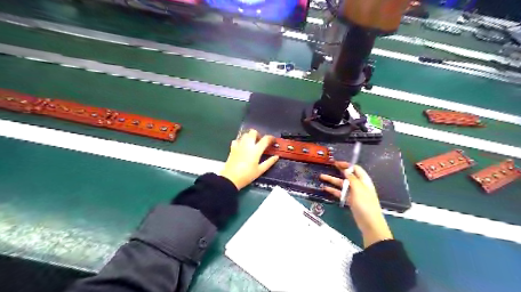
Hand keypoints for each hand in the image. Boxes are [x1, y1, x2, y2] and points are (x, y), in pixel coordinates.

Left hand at [218, 128, 278, 189]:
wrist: (231, 179)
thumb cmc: (247, 175)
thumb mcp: (260, 170)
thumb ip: (269, 162)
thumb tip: (276, 156)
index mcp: (256, 150)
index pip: (265, 139)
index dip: (271, 138)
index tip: (273, 141)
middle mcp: (247, 144)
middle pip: (253, 132)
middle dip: (258, 135)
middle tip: (260, 142)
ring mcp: (239, 145)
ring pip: (245, 134)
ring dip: (250, 137)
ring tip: (252, 144)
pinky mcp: (232, 148)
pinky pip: (237, 140)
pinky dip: (241, 141)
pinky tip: (242, 147)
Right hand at [320, 163, 393, 247]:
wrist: (370, 223)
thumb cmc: (365, 204)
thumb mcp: (358, 189)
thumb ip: (352, 178)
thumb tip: (346, 169)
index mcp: (364, 181)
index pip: (355, 168)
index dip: (346, 164)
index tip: (336, 162)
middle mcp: (359, 185)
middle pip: (347, 175)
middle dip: (338, 171)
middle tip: (329, 166)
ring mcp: (354, 193)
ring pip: (341, 184)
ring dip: (332, 180)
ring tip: (322, 176)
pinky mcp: (349, 200)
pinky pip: (340, 193)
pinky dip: (333, 190)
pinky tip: (325, 188)